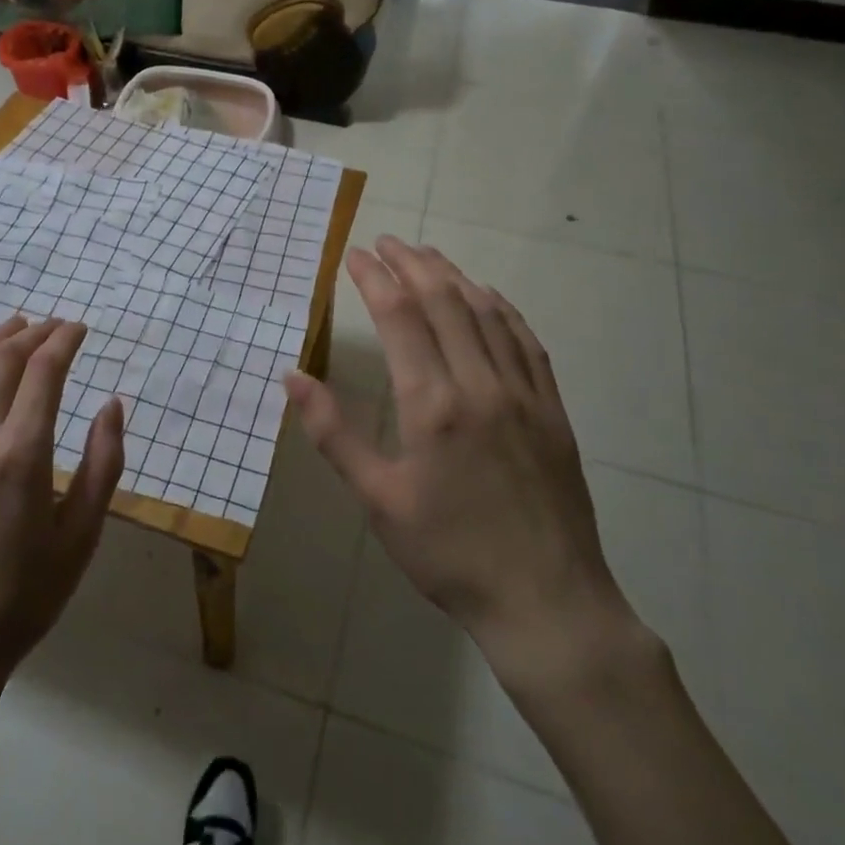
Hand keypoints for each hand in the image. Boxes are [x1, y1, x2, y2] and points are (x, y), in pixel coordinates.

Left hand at [0, 316, 125, 689]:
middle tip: (55, 325)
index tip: (79, 328)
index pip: (44, 371)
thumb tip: (111, 406)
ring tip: (14, 327)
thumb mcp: (80, 537)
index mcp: (22, 454)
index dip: (64, 340)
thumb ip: (102, 465)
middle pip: (3, 360)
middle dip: (33, 333)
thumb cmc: (23, 597)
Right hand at [284, 238, 643, 694]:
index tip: (354, 254)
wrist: (546, 602)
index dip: (375, 278)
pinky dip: (501, 307)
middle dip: (411, 263)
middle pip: (444, 301)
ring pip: (487, 312)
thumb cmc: (448, 553)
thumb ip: (333, 432)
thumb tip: (292, 376)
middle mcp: (480, 384)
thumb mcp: (378, 500)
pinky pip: (526, 340)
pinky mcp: (552, 409)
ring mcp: (524, 393)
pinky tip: (487, 297)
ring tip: (427, 256)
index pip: (400, 316)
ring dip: (453, 276)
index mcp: (433, 404)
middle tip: (385, 242)